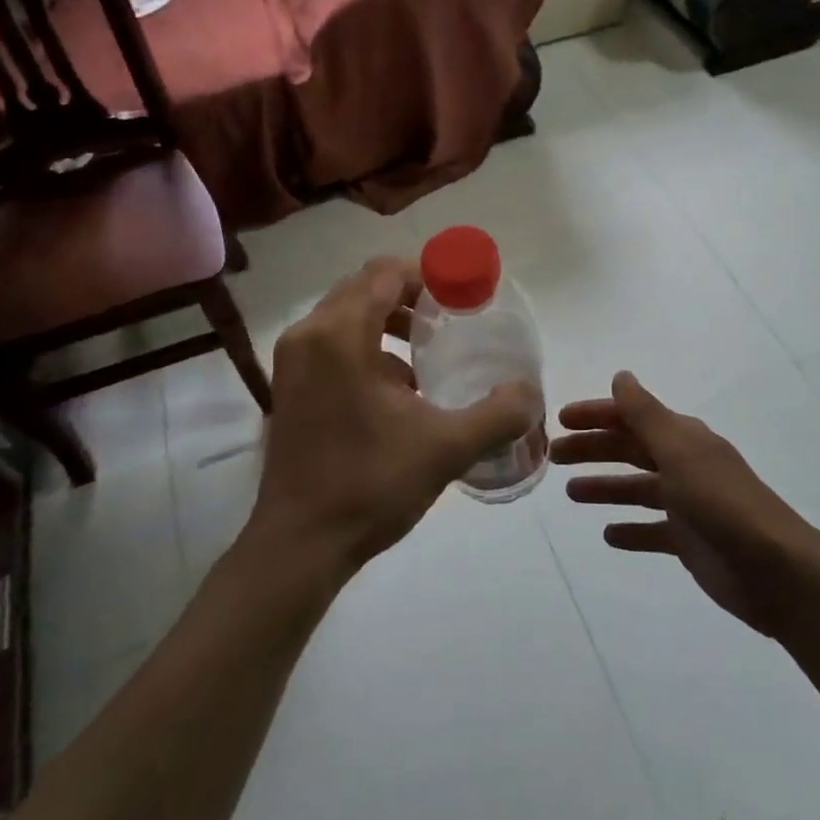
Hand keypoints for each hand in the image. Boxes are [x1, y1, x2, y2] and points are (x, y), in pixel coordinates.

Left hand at [247, 257, 540, 576]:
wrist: (299, 546)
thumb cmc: (370, 486)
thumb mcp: (446, 448)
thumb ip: (498, 414)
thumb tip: (531, 392)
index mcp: (341, 335)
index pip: (387, 273)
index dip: (430, 275)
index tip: (464, 296)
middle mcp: (309, 334)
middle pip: (365, 286)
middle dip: (411, 295)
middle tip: (451, 318)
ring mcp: (292, 360)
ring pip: (347, 312)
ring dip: (388, 319)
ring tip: (428, 349)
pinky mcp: (288, 384)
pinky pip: (332, 340)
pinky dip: (367, 344)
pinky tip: (399, 385)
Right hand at [555, 373, 819, 635]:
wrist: (776, 571)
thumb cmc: (722, 504)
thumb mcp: (680, 453)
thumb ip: (647, 415)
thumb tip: (622, 376)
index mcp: (683, 439)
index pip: (631, 417)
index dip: (597, 415)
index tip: (560, 420)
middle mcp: (684, 464)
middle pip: (630, 450)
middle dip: (593, 449)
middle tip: (554, 456)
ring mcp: (688, 504)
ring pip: (637, 488)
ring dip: (606, 486)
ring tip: (571, 494)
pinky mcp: (690, 541)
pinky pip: (652, 529)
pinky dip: (630, 529)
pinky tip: (608, 535)